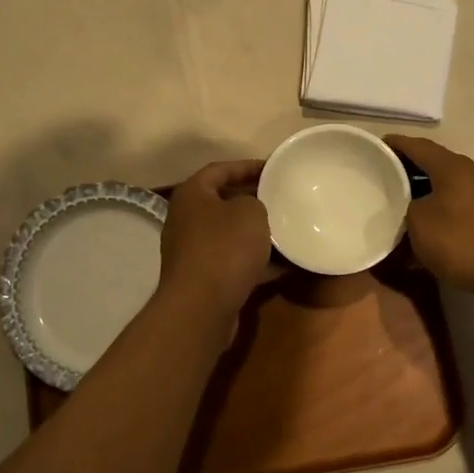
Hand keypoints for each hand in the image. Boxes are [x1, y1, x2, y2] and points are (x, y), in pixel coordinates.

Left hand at [158, 160, 276, 315]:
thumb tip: (249, 210)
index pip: (220, 169)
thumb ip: (254, 201)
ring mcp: (192, 251)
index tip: (274, 168)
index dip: (248, 166)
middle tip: (281, 197)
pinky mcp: (203, 278)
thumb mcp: (250, 212)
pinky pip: (233, 262)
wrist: (201, 306)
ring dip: (255, 233)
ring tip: (287, 229)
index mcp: (192, 195)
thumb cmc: (225, 248)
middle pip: (223, 201)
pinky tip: (285, 265)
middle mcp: (186, 219)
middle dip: (252, 200)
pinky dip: (256, 262)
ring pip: (229, 234)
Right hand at [385, 136, 473, 300]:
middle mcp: (473, 173)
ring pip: (449, 187)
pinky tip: (432, 230)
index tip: (376, 146)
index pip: (418, 146)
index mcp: (452, 167)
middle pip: (435, 165)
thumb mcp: (419, 223)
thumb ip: (408, 207)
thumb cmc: (462, 241)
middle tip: (386, 179)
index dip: (396, 144)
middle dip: (410, 171)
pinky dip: (444, 211)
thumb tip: (412, 207)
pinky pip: (462, 206)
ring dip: (427, 194)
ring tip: (405, 207)